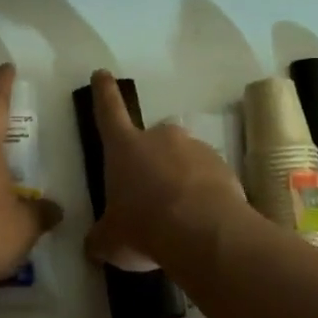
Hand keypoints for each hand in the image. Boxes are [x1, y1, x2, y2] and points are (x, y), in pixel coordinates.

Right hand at [82, 69, 245, 271]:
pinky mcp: (224, 166)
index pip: (109, 110)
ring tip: (179, 218)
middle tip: (151, 197)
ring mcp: (195, 148)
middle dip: (152, 163)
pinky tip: (201, 222)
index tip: (102, 73)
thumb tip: (94, 245)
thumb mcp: (111, 240)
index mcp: (125, 147)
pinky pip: (208, 177)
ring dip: (179, 180)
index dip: (103, 92)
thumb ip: (101, 237)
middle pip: (152, 142)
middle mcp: (160, 138)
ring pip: (183, 160)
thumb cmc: (144, 227)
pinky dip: (203, 193)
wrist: (204, 233)